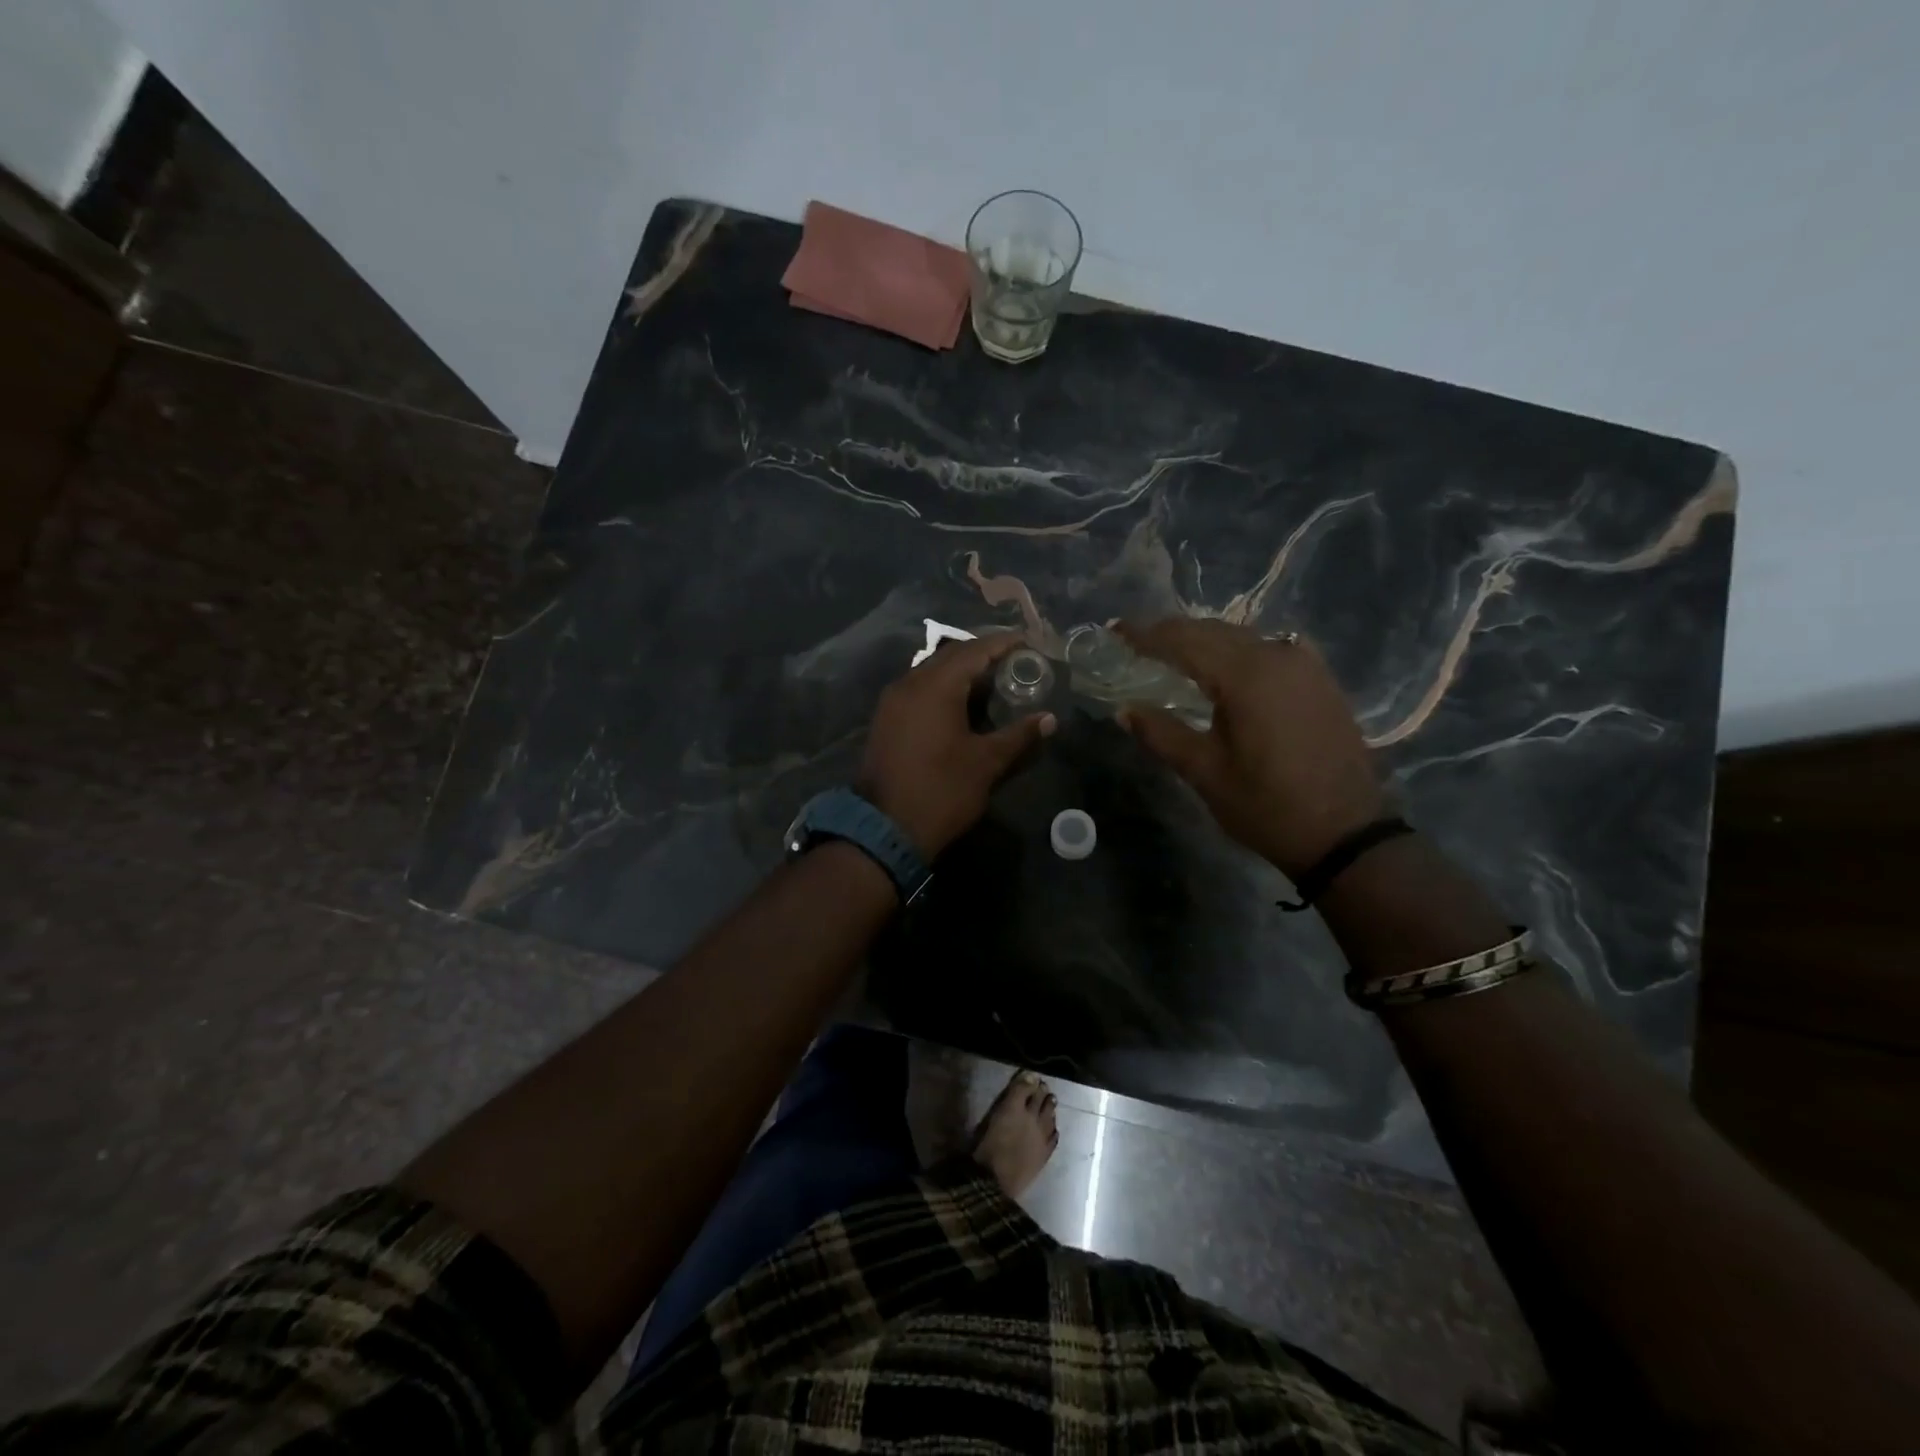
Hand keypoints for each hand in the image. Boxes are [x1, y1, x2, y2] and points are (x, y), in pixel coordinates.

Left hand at [859, 633, 1055, 857]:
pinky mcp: (887, 719)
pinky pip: (920, 689)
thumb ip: (1018, 734)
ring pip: (933, 671)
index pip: (975, 650)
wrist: (886, 829)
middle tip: (1017, 662)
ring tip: (996, 682)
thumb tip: (1048, 719)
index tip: (1030, 643)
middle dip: (984, 654)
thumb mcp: (986, 763)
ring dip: (963, 672)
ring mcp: (893, 701)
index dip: (1005, 643)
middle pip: (952, 656)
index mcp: (935, 686)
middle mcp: (910, 683)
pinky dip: (944, 688)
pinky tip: (965, 704)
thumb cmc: (942, 791)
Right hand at [1116, 619, 1384, 878]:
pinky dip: (1240, 648)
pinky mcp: (1320, 680)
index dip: (1147, 635)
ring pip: (1243, 636)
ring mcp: (1305, 665)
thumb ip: (1161, 734)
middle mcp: (1277, 656)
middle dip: (1173, 632)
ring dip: (1205, 638)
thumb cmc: (1267, 807)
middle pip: (1214, 631)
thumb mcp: (1205, 773)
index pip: (1185, 641)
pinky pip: (1271, 648)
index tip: (1116, 630)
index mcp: (1245, 676)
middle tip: (1137, 638)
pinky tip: (1230, 661)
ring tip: (1174, 648)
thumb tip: (1124, 710)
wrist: (1346, 834)